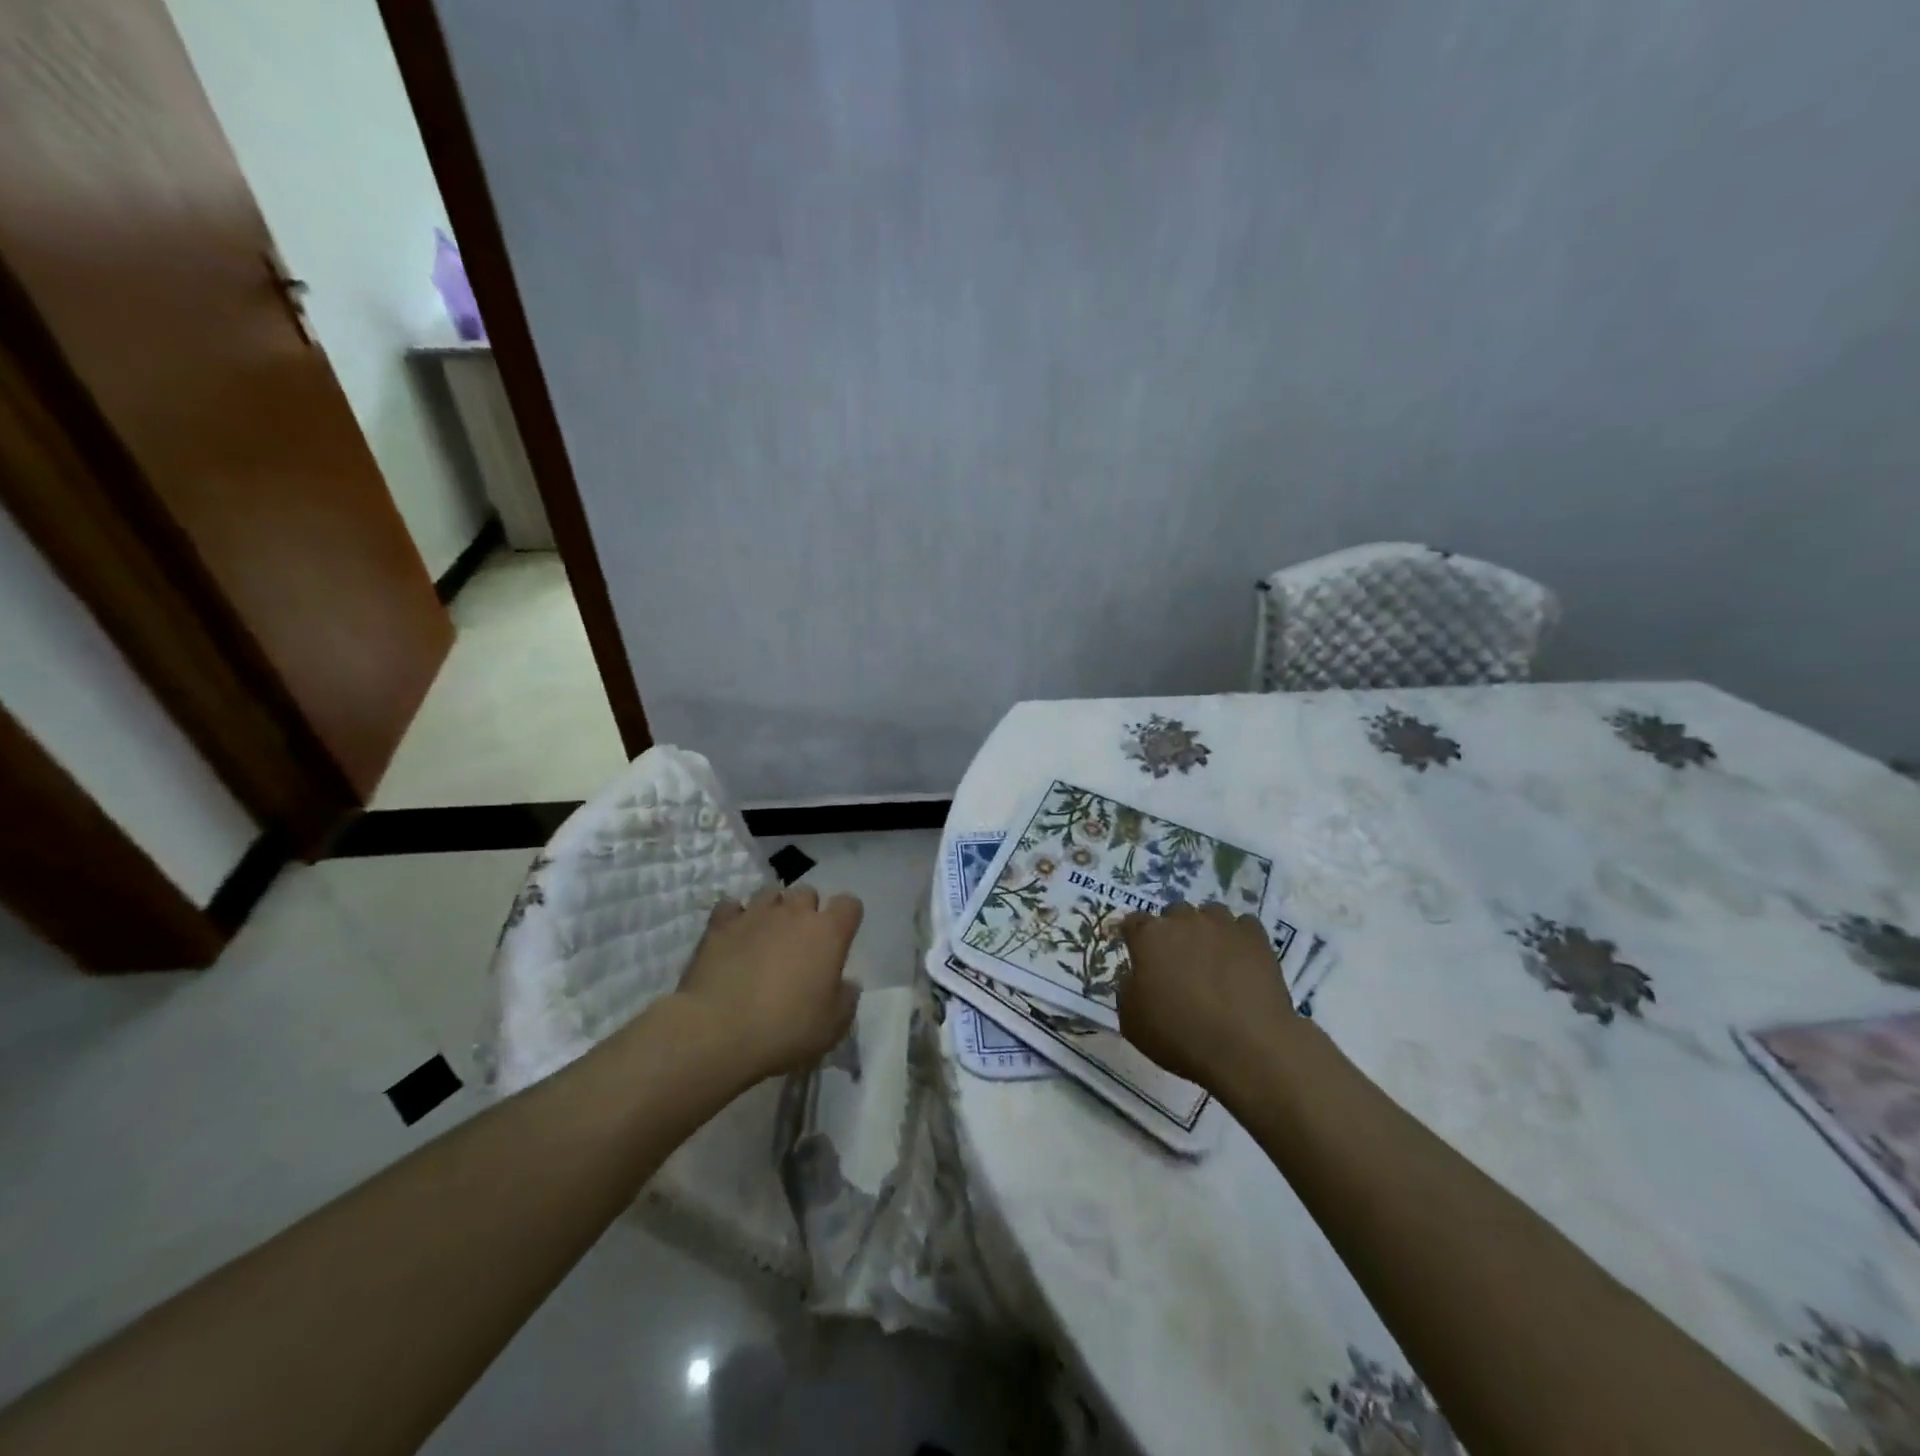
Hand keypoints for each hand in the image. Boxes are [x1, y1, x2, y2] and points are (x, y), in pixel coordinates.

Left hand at [675, 884, 863, 1081]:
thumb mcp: (834, 1026)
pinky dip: (735, 916)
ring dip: (773, 909)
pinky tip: (734, 937)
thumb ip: (847, 997)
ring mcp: (755, 914)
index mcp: (829, 933)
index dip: (846, 918)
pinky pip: (731, 906)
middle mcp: (794, 913)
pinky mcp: (719, 925)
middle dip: (807, 910)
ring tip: (766, 935)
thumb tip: (846, 983)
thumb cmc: (785, 1030)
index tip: (840, 939)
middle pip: (807, 892)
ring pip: (770, 893)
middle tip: (800, 940)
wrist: (717, 1032)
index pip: (849, 904)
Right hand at [1118, 902, 1296, 1089]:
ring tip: (1213, 958)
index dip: (1135, 937)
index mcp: (1149, 937)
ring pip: (1210, 913)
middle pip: (1173, 913)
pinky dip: (1240, 939)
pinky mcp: (1256, 937)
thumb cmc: (1179, 1037)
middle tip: (1179, 962)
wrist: (1246, 1049)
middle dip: (1173, 932)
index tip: (1139, 955)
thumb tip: (1137, 976)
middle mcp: (1183, 920)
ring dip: (1207, 930)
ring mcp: (1222, 925)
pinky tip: (1242, 962)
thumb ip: (1128, 988)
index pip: (1133, 922)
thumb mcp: (1131, 1021)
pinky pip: (1243, 926)